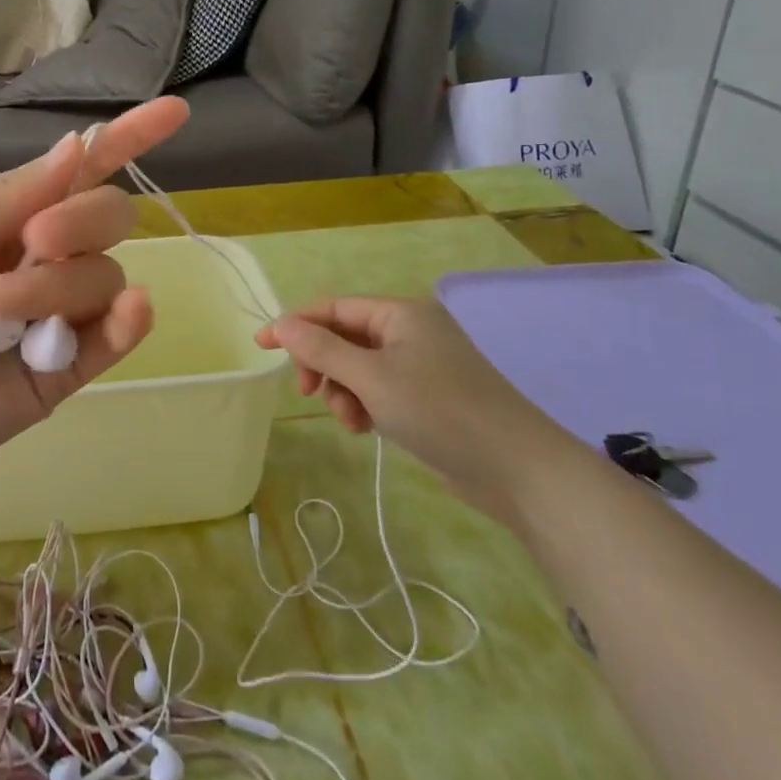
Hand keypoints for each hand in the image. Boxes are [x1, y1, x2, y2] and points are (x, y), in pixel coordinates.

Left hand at [0, 97, 190, 492]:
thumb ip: (12, 194)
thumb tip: (76, 145)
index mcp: (13, 215)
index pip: (84, 170)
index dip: (128, 137)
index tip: (174, 112)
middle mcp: (45, 257)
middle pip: (107, 218)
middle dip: (79, 223)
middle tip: (31, 243)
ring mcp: (60, 313)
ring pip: (104, 277)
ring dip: (58, 287)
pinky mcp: (68, 367)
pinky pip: (117, 334)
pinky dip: (129, 320)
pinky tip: (131, 311)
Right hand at [256, 295, 582, 527]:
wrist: (518, 470)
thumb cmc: (440, 411)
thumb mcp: (371, 378)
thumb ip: (322, 350)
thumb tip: (281, 324)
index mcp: (400, 313)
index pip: (334, 308)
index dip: (295, 324)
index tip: (261, 346)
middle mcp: (410, 331)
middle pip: (344, 337)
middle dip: (322, 365)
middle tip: (308, 393)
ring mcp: (420, 365)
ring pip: (358, 368)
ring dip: (343, 391)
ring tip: (350, 420)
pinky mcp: (427, 397)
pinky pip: (378, 389)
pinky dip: (364, 404)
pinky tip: (365, 428)